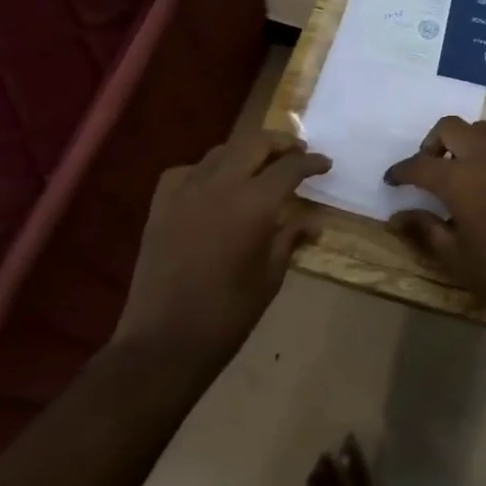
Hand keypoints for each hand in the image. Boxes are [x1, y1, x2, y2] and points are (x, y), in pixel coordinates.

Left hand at [113, 131, 330, 360]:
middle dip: (280, 144)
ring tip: (260, 163)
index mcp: (254, 203)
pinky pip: (187, 171)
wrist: (165, 341)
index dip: (311, 162)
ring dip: (246, 151)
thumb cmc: (228, 314)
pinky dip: (206, 170)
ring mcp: (186, 192)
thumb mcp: (271, 275)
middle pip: (255, 143)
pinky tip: (213, 184)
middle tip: (297, 153)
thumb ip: (290, 238)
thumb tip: (312, 222)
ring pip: (221, 151)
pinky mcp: (161, 206)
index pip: (290, 168)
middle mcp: (220, 185)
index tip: (325, 164)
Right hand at [383, 117, 485, 330]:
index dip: (401, 170)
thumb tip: (395, 217)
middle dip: (433, 142)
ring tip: (461, 171)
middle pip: (452, 127)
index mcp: (460, 180)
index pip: (420, 164)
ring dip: (465, 143)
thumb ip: (423, 228)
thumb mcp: (453, 255)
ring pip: (483, 131)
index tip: (392, 179)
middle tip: (429, 168)